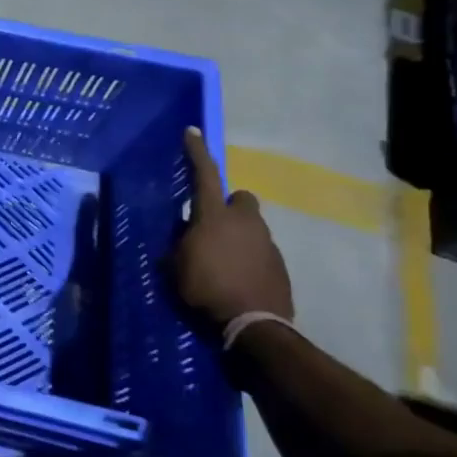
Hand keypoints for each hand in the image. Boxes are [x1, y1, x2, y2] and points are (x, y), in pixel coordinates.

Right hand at [174, 126, 293, 327]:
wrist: (254, 325)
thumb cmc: (206, 289)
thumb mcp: (176, 266)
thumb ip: (180, 244)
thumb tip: (186, 235)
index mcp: (214, 216)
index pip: (204, 175)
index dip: (196, 152)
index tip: (192, 132)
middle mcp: (245, 222)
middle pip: (241, 199)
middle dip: (229, 206)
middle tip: (212, 225)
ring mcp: (267, 243)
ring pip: (251, 227)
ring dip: (237, 236)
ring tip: (220, 261)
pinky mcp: (279, 265)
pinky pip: (259, 251)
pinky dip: (248, 259)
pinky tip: (235, 279)